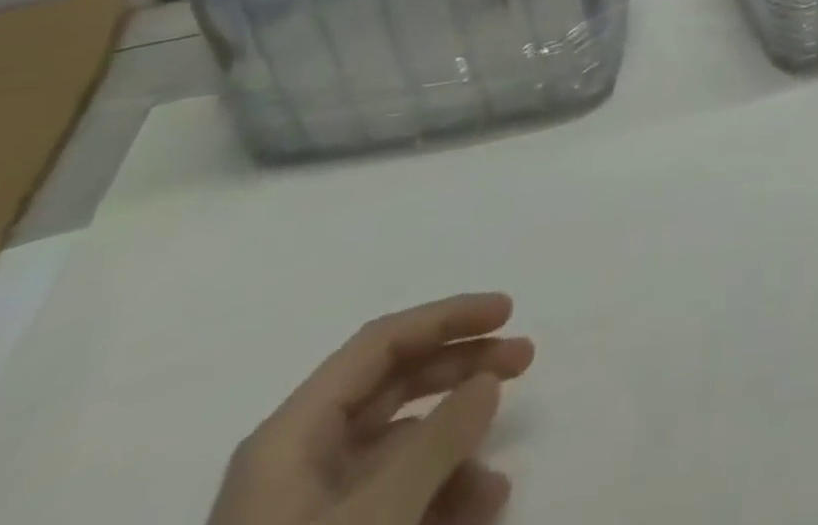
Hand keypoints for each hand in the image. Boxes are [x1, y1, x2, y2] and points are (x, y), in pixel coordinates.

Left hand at [206, 293, 534, 524]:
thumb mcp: (377, 517)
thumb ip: (439, 440)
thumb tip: (488, 380)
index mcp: (291, 438)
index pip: (381, 343)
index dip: (448, 316)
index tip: (509, 312)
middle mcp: (298, 462)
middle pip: (395, 385)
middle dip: (464, 371)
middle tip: (526, 360)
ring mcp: (309, 512)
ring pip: (400, 448)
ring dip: (459, 452)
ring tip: (499, 488)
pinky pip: (394, 499)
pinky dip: (439, 497)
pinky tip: (476, 518)